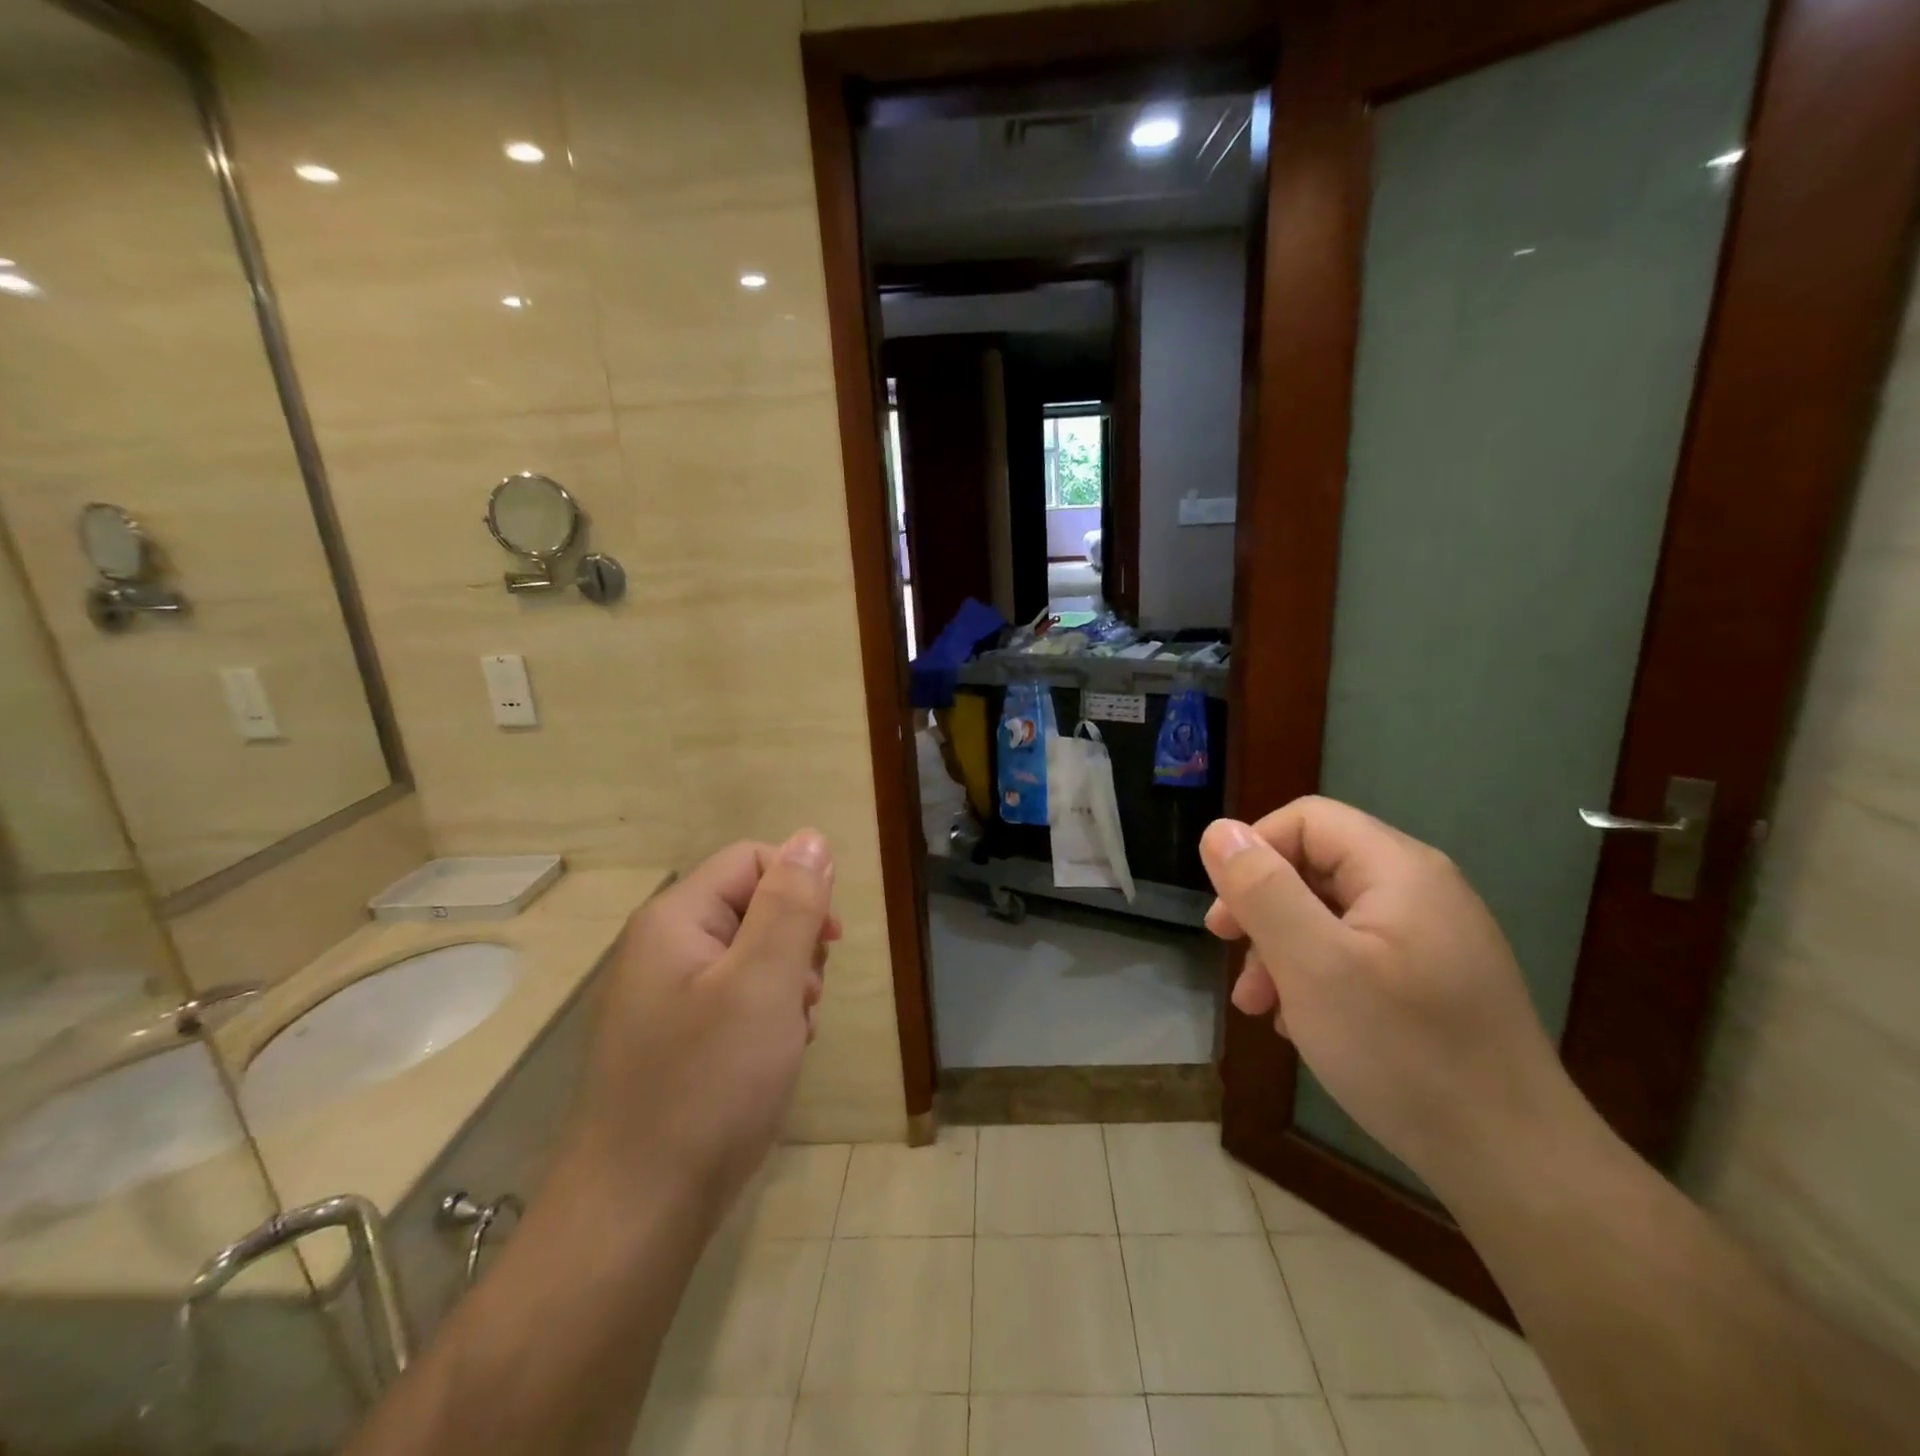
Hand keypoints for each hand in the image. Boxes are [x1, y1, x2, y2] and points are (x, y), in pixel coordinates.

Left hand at [556, 832, 839, 1223]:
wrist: (634, 1216)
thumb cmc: (707, 1085)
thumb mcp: (764, 983)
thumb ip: (790, 905)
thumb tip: (812, 838)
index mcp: (675, 920)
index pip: (752, 860)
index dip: (800, 886)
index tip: (830, 940)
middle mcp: (662, 950)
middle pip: (751, 909)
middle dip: (794, 945)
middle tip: (804, 998)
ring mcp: (663, 1000)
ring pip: (749, 960)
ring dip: (784, 988)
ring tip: (790, 1037)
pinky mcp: (671, 1043)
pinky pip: (732, 1004)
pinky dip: (763, 1023)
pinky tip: (770, 1063)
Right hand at [1200, 798, 1568, 1197]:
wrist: (1518, 1166)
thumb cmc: (1403, 1052)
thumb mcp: (1313, 965)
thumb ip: (1261, 889)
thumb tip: (1218, 830)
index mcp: (1398, 869)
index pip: (1306, 820)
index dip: (1253, 851)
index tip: (1226, 913)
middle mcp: (1421, 890)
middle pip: (1316, 866)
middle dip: (1263, 909)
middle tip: (1230, 956)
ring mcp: (1432, 938)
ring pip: (1331, 915)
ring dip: (1282, 949)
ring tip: (1259, 1006)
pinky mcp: (1435, 981)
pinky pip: (1357, 954)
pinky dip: (1317, 977)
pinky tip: (1302, 1023)